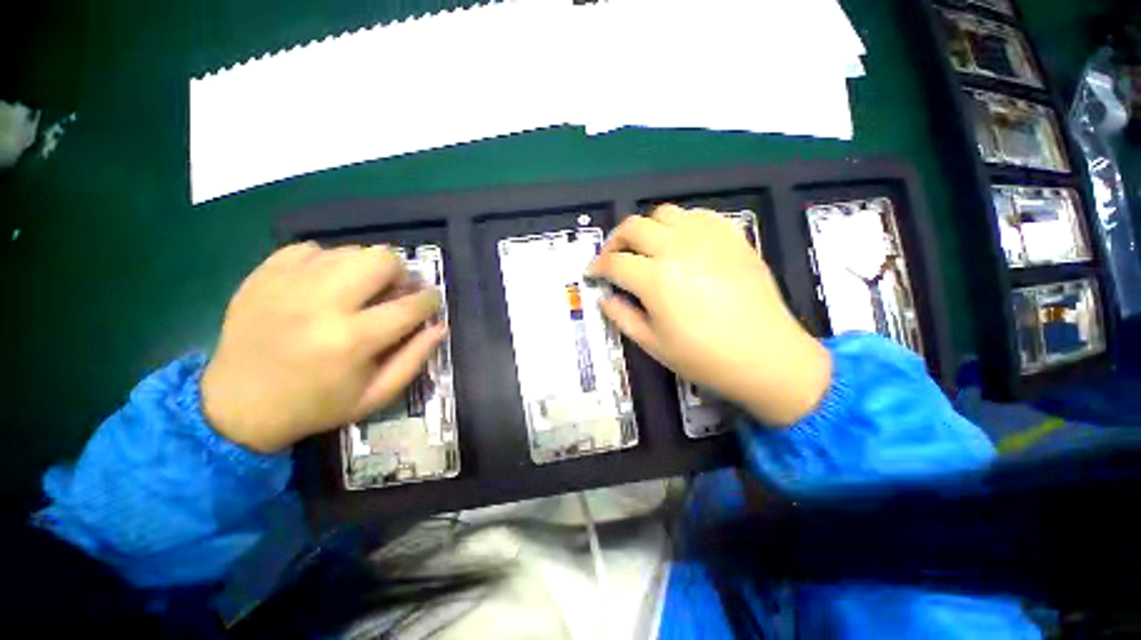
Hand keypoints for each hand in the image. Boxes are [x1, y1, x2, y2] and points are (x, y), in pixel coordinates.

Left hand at [201, 243, 445, 452]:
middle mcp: (322, 303)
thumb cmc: (316, 406)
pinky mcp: (263, 275)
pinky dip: (326, 263)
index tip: (430, 303)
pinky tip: (322, 285)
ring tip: (358, 290)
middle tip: (393, 292)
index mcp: (353, 340)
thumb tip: (440, 326)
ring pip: (349, 250)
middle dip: (400, 274)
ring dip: (365, 268)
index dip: (430, 301)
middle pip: (382, 259)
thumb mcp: (376, 396)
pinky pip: (310, 249)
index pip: (412, 304)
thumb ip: (415, 359)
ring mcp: (288, 284)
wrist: (236, 406)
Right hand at [587, 205, 831, 425]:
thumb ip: (622, 316)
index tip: (593, 274)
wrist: (767, 355)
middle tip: (613, 257)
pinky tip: (680, 243)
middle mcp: (677, 248)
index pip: (614, 262)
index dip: (597, 267)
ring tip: (646, 248)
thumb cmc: (704, 357)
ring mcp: (707, 238)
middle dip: (615, 240)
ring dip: (646, 228)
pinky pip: (697, 215)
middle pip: (633, 226)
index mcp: (655, 279)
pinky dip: (679, 224)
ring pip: (664, 213)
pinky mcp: (731, 236)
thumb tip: (606, 298)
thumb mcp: (653, 344)